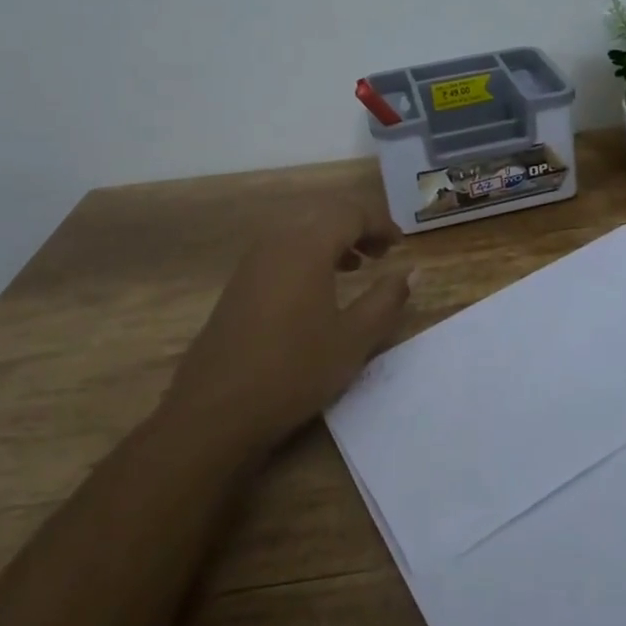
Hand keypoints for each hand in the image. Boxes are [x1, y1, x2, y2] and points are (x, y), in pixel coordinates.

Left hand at [169, 196, 411, 453]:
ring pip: (301, 231)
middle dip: (357, 227)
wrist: (213, 413)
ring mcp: (253, 261)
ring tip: (357, 267)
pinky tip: (318, 289)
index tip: (401, 246)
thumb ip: (386, 299)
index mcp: (307, 245)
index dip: (380, 224)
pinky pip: (282, 250)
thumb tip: (412, 271)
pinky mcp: (239, 284)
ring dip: (333, 240)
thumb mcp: (353, 339)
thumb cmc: (293, 371)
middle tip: (382, 254)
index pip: (351, 213)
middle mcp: (277, 241)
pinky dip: (309, 255)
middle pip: (324, 215)